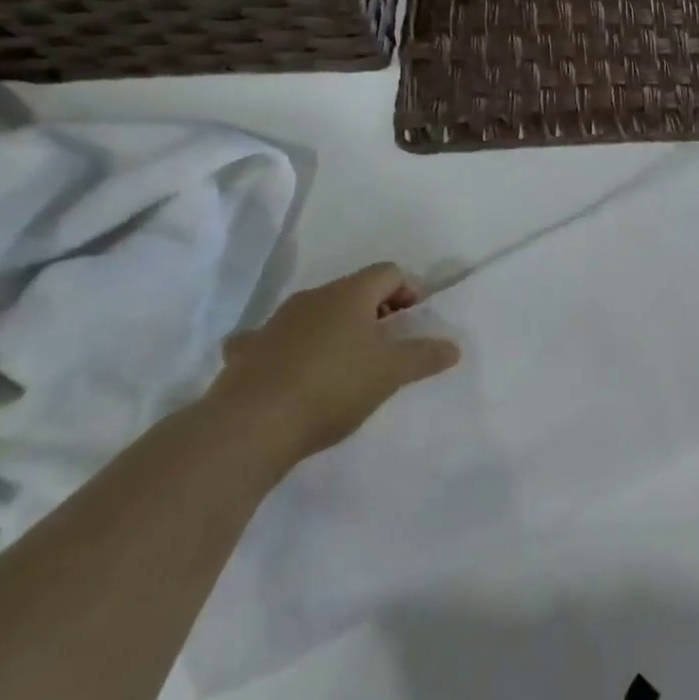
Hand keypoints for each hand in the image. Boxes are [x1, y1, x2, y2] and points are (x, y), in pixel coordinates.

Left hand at [208, 264, 459, 466]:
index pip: (389, 272)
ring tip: (344, 363)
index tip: (414, 322)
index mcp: (350, 293)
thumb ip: (425, 356)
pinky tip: (291, 371)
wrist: (249, 427)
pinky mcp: (245, 353)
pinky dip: (288, 348)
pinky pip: (273, 339)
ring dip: (334, 329)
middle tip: (387, 344)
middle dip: (374, 311)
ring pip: (314, 313)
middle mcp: (312, 297)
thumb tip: (453, 346)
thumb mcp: (391, 373)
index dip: (408, 291)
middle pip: (353, 290)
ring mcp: (274, 322)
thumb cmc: (332, 387)